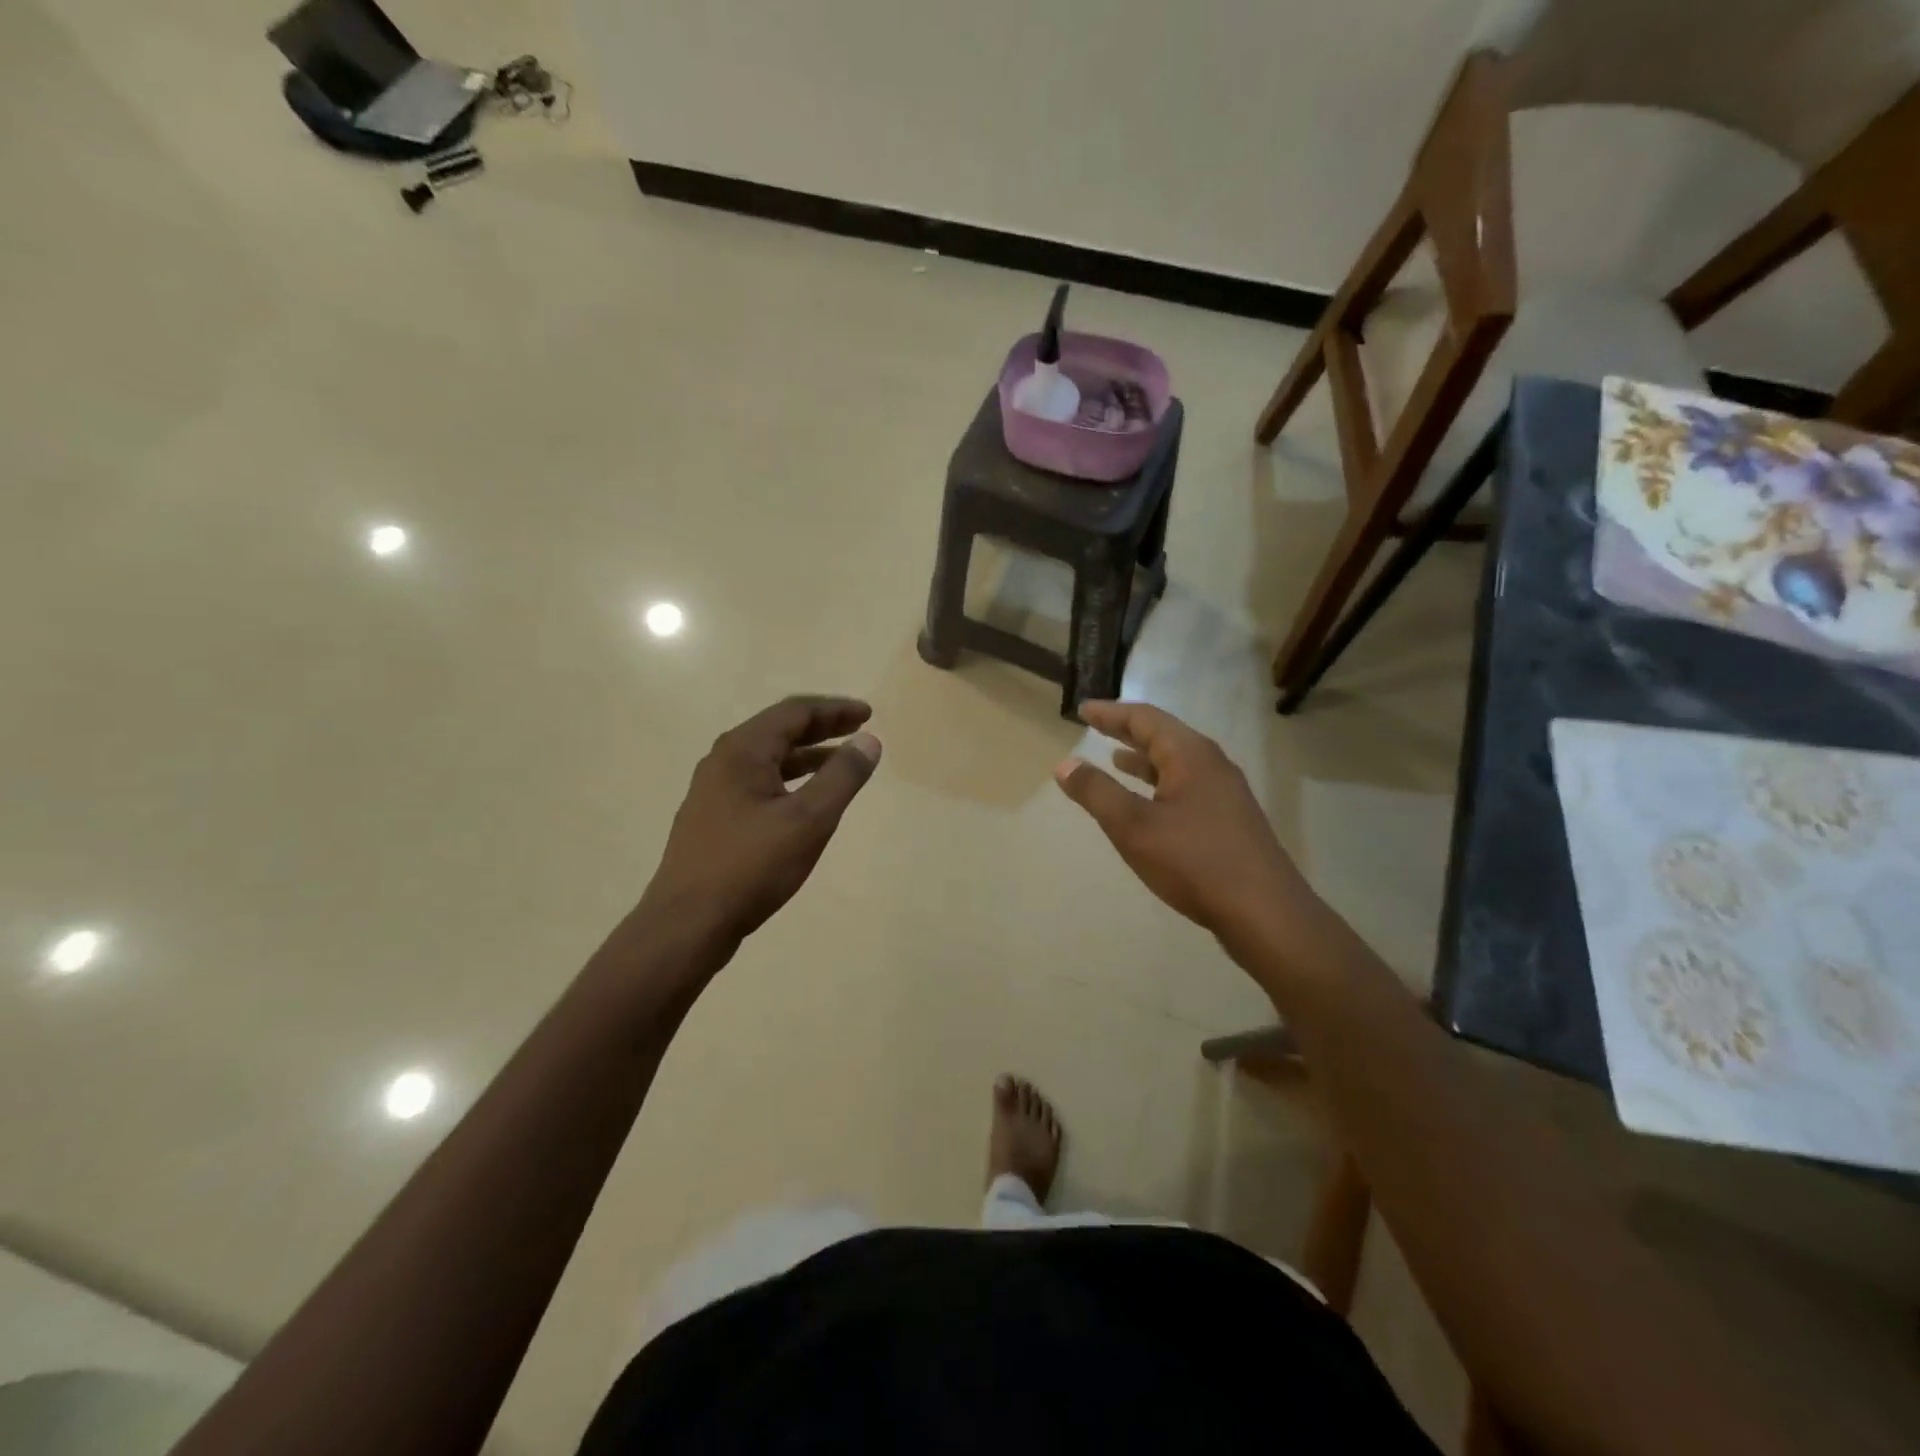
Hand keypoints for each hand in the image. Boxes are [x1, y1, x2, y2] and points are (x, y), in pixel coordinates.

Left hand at [641, 696, 881, 949]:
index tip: (868, 715)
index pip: (795, 712)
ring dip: (806, 755)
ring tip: (841, 763)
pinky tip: (805, 800)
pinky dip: (789, 779)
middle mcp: (723, 761)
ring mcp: (714, 791)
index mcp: (742, 750)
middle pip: (779, 730)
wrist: (687, 924)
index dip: (835, 710)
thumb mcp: (809, 820)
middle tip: (859, 730)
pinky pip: (759, 783)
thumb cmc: (751, 866)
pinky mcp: (713, 818)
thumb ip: (842, 776)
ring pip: (768, 759)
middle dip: (822, 728)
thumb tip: (869, 741)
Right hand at [1055, 701, 1318, 959]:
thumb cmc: (1194, 862)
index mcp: (1190, 755)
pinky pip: (1187, 786)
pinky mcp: (1230, 820)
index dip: (1111, 713)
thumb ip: (1097, 793)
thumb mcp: (1133, 826)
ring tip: (1116, 758)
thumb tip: (1065, 764)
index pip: (1145, 719)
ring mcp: (1225, 793)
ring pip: (1177, 763)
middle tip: (1096, 724)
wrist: (1265, 913)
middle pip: (1165, 736)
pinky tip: (1150, 803)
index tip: (1083, 710)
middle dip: (1128, 730)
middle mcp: (1212, 765)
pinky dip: (1160, 784)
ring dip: (1145, 758)